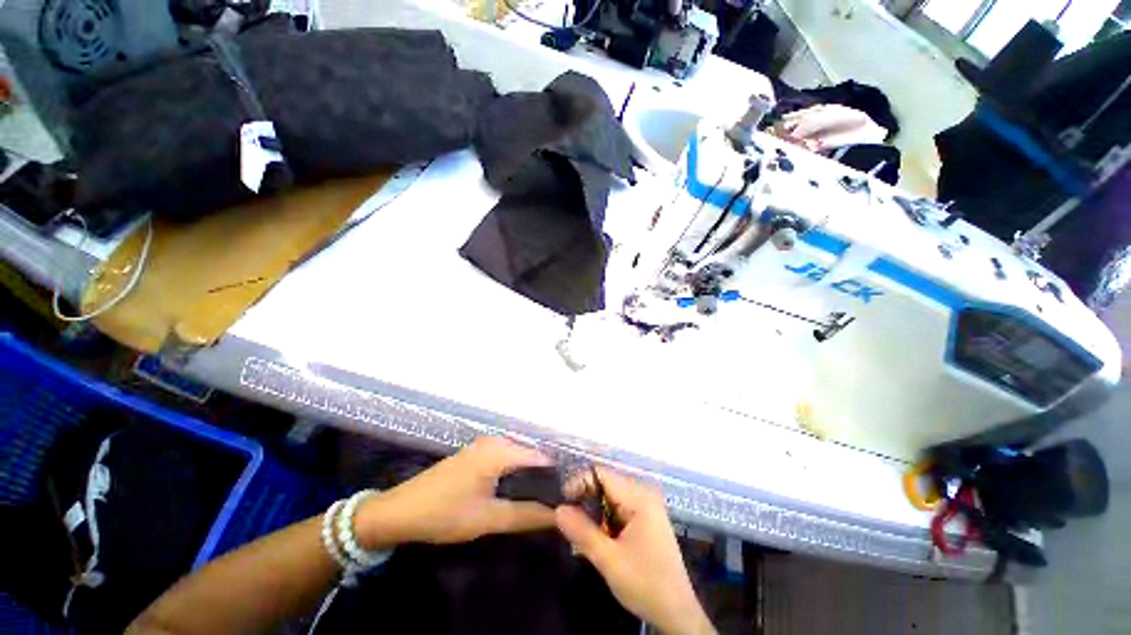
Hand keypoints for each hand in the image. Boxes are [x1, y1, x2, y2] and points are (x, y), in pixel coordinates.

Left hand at [355, 437, 556, 549]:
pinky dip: (514, 474)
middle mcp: (495, 441)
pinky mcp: (476, 453)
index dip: (556, 477)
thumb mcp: (488, 519)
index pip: (541, 458)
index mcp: (500, 451)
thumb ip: (526, 516)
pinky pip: (505, 459)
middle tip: (553, 505)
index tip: (567, 498)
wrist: (399, 511)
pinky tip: (515, 493)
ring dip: (528, 477)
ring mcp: (484, 445)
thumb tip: (558, 516)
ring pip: (517, 458)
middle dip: (542, 479)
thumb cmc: (444, 513)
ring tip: (538, 501)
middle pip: (530, 456)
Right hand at [556, 468, 714, 634]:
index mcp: (639, 497)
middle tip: (569, 522)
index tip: (563, 503)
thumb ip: (582, 532)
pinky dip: (604, 520)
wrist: (677, 613)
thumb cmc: (645, 584)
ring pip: (609, 497)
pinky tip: (598, 539)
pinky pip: (618, 509)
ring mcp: (646, 506)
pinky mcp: (645, 519)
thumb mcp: (609, 560)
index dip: (580, 482)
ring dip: (593, 512)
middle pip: (605, 484)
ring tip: (581, 535)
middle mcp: (643, 494)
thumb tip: (558, 509)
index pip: (602, 474)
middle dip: (585, 500)